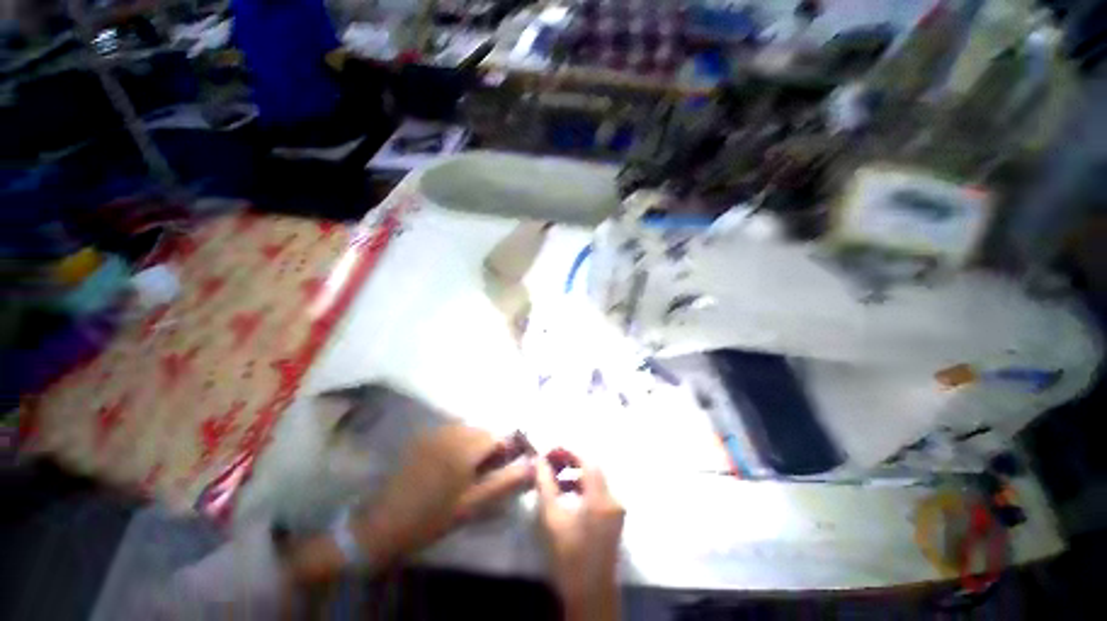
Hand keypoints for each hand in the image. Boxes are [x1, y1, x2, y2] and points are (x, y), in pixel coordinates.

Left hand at [352, 424, 534, 566]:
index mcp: (466, 446)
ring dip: (475, 445)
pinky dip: (459, 443)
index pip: (499, 435)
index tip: (503, 469)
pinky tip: (450, 466)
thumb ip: (505, 482)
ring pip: (468, 430)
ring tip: (468, 471)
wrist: (381, 524)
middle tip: (485, 474)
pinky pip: (451, 433)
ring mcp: (435, 432)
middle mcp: (452, 431)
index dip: (506, 450)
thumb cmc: (431, 517)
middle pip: (483, 430)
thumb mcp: (473, 504)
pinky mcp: (423, 438)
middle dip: (490, 447)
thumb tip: (532, 466)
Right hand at [535, 455, 623, 620]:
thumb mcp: (552, 518)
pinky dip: (582, 487)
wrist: (590, 594)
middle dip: (571, 460)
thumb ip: (545, 484)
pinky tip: (566, 494)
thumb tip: (539, 460)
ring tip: (554, 477)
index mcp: (600, 498)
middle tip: (551, 462)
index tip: (551, 451)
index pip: (588, 461)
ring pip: (595, 479)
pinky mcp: (614, 517)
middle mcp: (613, 498)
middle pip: (593, 468)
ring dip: (575, 473)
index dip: (569, 451)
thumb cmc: (569, 557)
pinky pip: (598, 491)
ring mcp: (616, 508)